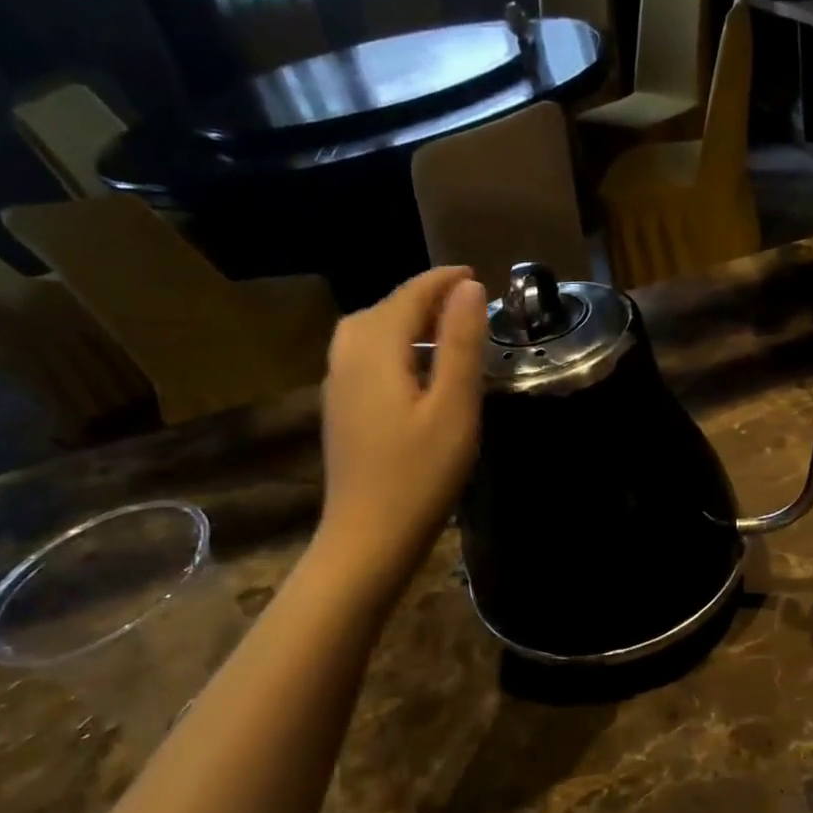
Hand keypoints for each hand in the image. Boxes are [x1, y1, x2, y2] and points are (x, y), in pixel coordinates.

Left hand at [315, 267, 486, 581]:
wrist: (368, 537)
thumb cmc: (419, 474)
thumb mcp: (454, 408)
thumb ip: (460, 344)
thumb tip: (468, 288)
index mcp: (375, 351)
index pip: (408, 296)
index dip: (442, 281)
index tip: (475, 275)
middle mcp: (347, 358)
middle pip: (382, 309)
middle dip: (422, 297)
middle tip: (464, 304)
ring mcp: (337, 386)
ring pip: (367, 332)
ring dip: (404, 320)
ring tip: (441, 331)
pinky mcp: (340, 411)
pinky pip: (362, 357)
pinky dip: (391, 345)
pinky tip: (413, 370)